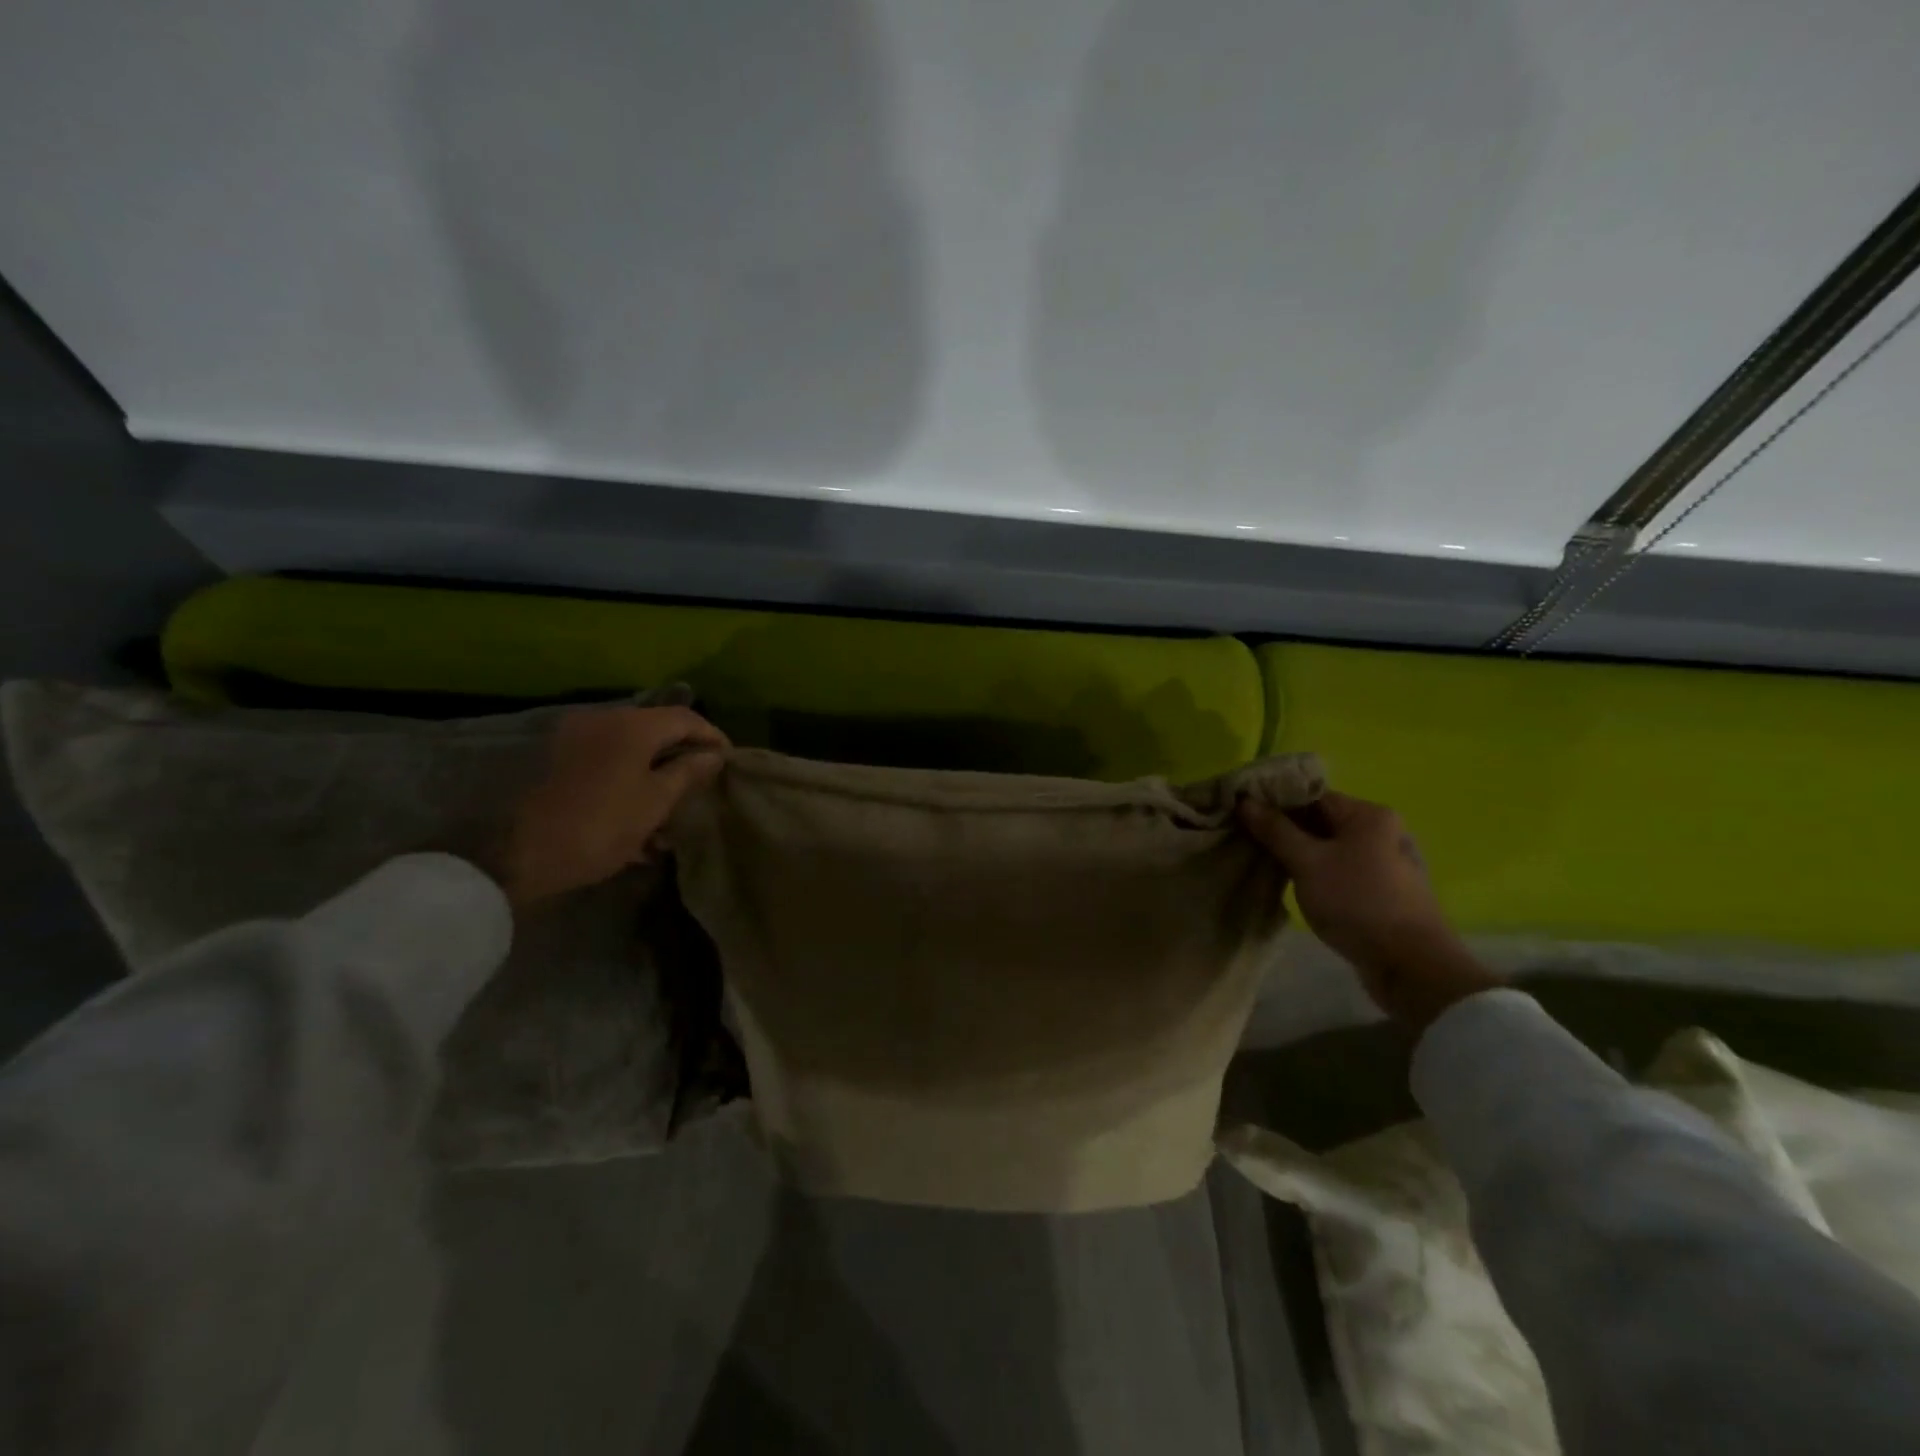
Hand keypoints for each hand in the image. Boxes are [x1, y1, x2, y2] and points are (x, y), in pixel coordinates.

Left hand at [484, 706, 728, 908]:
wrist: (522, 855)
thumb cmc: (602, 826)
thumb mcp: (656, 801)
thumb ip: (688, 772)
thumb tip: (713, 755)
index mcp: (632, 726)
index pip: (686, 718)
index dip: (712, 736)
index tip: (729, 760)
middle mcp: (604, 721)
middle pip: (657, 729)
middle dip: (683, 754)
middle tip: (704, 780)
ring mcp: (577, 739)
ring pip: (632, 747)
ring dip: (656, 769)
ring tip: (673, 803)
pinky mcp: (560, 760)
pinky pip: (608, 760)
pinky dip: (629, 776)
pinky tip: (638, 810)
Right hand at [1239, 790, 1499, 1030]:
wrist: (1411, 966)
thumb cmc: (1357, 902)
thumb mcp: (1307, 862)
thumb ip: (1275, 830)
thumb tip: (1245, 801)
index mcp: (1369, 815)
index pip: (1311, 796)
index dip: (1275, 803)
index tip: (1242, 815)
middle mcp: (1383, 832)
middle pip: (1322, 821)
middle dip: (1284, 830)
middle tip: (1247, 840)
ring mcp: (1387, 863)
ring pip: (1331, 848)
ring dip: (1300, 854)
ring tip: (1265, 863)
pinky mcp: (1385, 892)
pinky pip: (1342, 871)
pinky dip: (1318, 873)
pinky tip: (1296, 886)